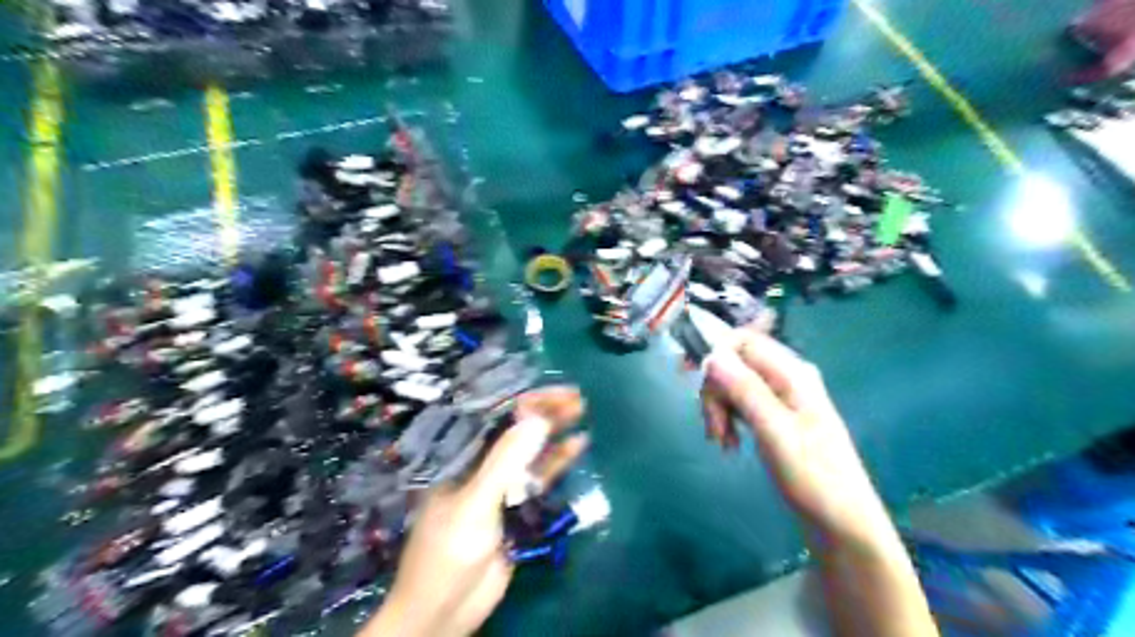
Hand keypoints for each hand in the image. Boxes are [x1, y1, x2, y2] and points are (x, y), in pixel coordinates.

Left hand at [367, 385, 583, 634]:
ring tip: (581, 412)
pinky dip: (557, 460)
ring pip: (529, 450)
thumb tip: (537, 420)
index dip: (524, 399)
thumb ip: (504, 463)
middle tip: (576, 399)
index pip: (493, 416)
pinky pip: (538, 476)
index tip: (554, 390)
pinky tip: (577, 445)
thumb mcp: (474, 505)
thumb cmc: (446, 553)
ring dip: (554, 431)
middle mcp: (479, 463)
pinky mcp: (516, 505)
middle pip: (516, 429)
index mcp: (459, 456)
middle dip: (544, 411)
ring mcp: (499, 484)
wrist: (443, 611)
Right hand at [702, 330, 896, 543]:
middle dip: (715, 391)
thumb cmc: (813, 478)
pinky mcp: (775, 416)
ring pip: (734, 384)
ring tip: (721, 442)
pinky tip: (729, 443)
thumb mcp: (775, 432)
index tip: (699, 387)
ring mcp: (782, 397)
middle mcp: (787, 378)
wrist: (842, 523)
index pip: (743, 341)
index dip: (716, 357)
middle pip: (734, 363)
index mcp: (792, 374)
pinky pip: (741, 403)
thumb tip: (712, 356)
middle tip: (714, 430)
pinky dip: (728, 418)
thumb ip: (745, 390)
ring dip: (719, 408)